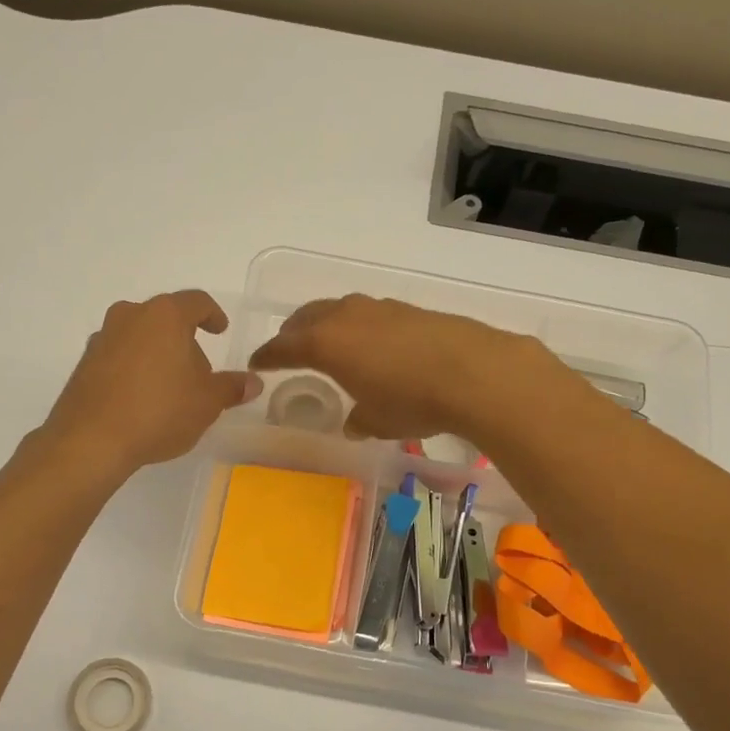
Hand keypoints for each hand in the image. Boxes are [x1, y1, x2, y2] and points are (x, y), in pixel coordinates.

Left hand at [41, 291, 260, 476]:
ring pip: (139, 336)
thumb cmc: (159, 411)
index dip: (213, 315)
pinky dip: (133, 369)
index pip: (197, 302)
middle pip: (165, 318)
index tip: (221, 330)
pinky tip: (141, 399)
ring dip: (156, 353)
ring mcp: (102, 338)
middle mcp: (130, 316)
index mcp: (165, 315)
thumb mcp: (207, 403)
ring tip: (169, 387)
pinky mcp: (84, 363)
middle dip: (184, 339)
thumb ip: (232, 387)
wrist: (91, 440)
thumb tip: (252, 382)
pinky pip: (118, 357)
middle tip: (198, 370)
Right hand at [248, 294, 572, 445]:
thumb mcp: (377, 421)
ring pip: (339, 310)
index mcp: (325, 343)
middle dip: (293, 332)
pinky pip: (369, 314)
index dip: (267, 356)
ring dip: (327, 324)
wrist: (473, 371)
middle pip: (307, 318)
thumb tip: (355, 422)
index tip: (256, 363)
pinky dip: (359, 326)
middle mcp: (346, 317)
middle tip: (288, 348)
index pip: (283, 346)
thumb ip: (359, 420)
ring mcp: (379, 308)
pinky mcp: (408, 309)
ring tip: (329, 342)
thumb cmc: (412, 401)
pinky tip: (372, 344)